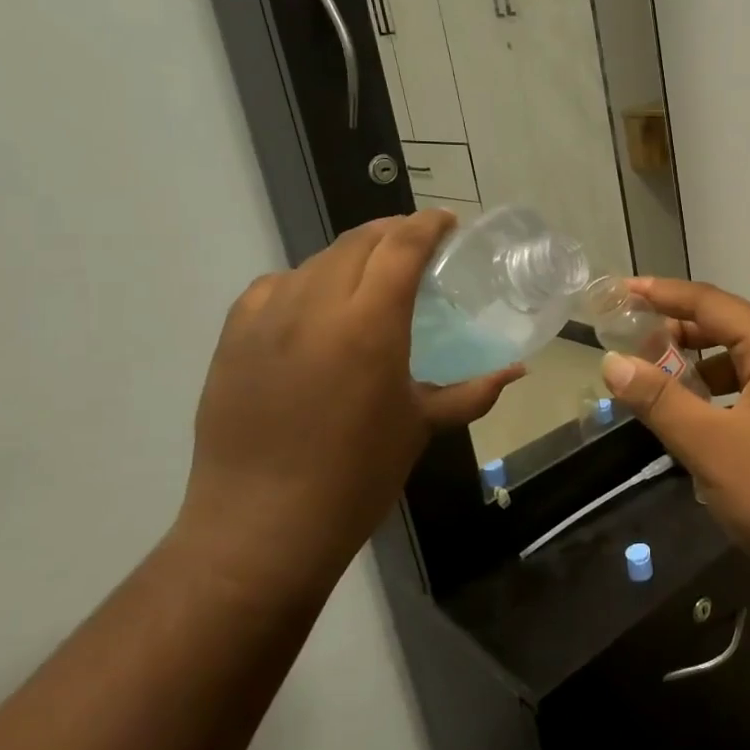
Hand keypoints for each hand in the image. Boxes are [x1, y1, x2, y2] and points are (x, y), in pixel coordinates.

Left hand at [173, 211, 521, 601]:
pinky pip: (274, 286)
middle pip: (359, 241)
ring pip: (316, 260)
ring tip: (372, 276)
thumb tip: (517, 371)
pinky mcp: (232, 338)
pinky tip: (317, 306)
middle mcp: (316, 305)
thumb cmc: (357, 477)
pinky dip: (306, 281)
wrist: (262, 526)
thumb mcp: (421, 427)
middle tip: (419, 247)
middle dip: (393, 232)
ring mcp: (267, 318)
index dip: (428, 225)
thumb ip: (473, 391)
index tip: (448, 223)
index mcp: (370, 324)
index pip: (402, 246)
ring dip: (352, 255)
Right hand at [599, 278, 749, 579]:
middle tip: (626, 340)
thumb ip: (659, 399)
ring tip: (647, 382)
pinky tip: (684, 422)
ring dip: (691, 370)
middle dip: (675, 333)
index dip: (664, 294)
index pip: (711, 304)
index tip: (622, 291)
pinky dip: (710, 400)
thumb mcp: (710, 443)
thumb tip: (612, 362)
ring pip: (733, 367)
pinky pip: (742, 398)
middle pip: (724, 330)